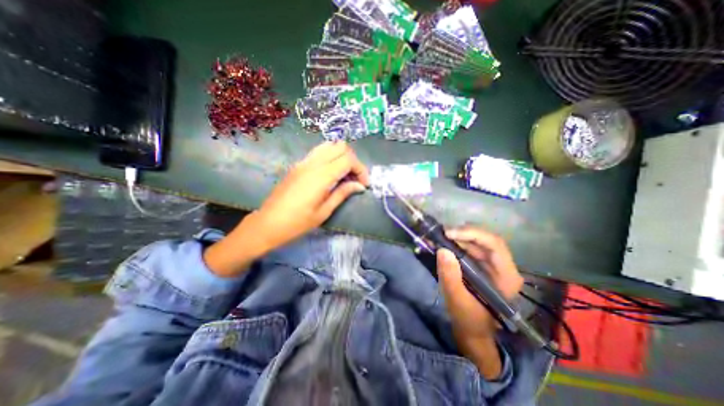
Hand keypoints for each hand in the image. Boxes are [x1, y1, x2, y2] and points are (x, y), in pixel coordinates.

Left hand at [253, 142, 368, 249]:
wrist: (267, 223)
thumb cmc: (297, 223)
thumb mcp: (324, 212)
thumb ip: (342, 193)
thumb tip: (360, 186)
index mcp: (320, 176)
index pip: (348, 159)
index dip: (361, 169)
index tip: (364, 184)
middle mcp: (312, 163)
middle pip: (340, 147)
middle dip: (353, 160)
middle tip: (355, 178)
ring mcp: (303, 162)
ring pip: (329, 145)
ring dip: (341, 156)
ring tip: (344, 174)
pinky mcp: (298, 164)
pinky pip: (319, 152)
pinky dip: (331, 157)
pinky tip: (331, 173)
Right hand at [436, 226, 520, 378]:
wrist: (472, 331)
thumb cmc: (469, 320)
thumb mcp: (457, 301)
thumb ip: (451, 277)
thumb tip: (442, 250)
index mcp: (506, 276)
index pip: (495, 244)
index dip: (472, 234)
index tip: (449, 234)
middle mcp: (502, 266)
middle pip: (485, 239)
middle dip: (462, 233)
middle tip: (441, 233)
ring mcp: (492, 265)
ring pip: (476, 241)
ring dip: (457, 237)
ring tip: (438, 237)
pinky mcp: (481, 265)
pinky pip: (469, 248)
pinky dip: (455, 243)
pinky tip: (442, 243)